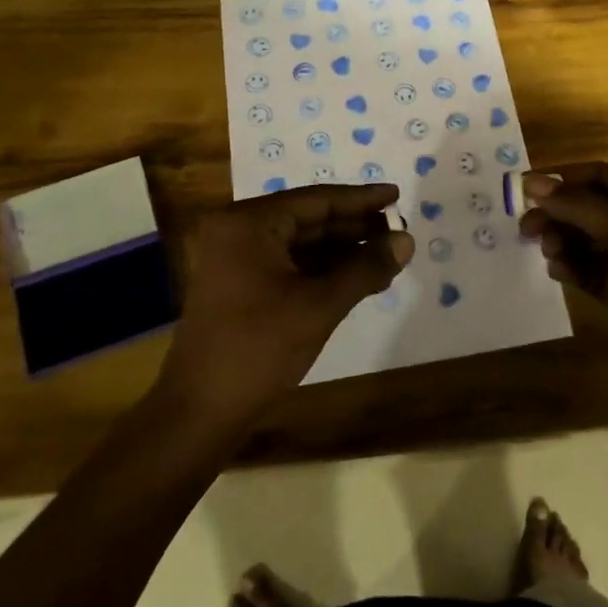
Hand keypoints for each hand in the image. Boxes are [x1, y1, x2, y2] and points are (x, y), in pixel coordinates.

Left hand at [158, 184, 413, 425]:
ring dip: (342, 250)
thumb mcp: (319, 306)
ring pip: (300, 243)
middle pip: (308, 218)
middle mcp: (237, 230)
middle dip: (354, 227)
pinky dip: (322, 269)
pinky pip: (288, 263)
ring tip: (386, 256)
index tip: (396, 195)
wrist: (200, 411)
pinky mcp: (238, 284)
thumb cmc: (259, 349)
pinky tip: (357, 278)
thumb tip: (406, 241)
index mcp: (248, 223)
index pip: (316, 200)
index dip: (360, 199)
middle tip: (398, 231)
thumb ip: (365, 268)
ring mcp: (235, 258)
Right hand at [517, 163, 607, 377]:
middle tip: (526, 228)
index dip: (563, 178)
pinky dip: (571, 267)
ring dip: (562, 240)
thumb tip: (531, 182)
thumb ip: (581, 207)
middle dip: (558, 213)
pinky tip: (558, 272)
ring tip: (548, 253)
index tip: (524, 189)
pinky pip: (588, 269)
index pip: (601, 175)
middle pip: (589, 206)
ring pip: (585, 238)